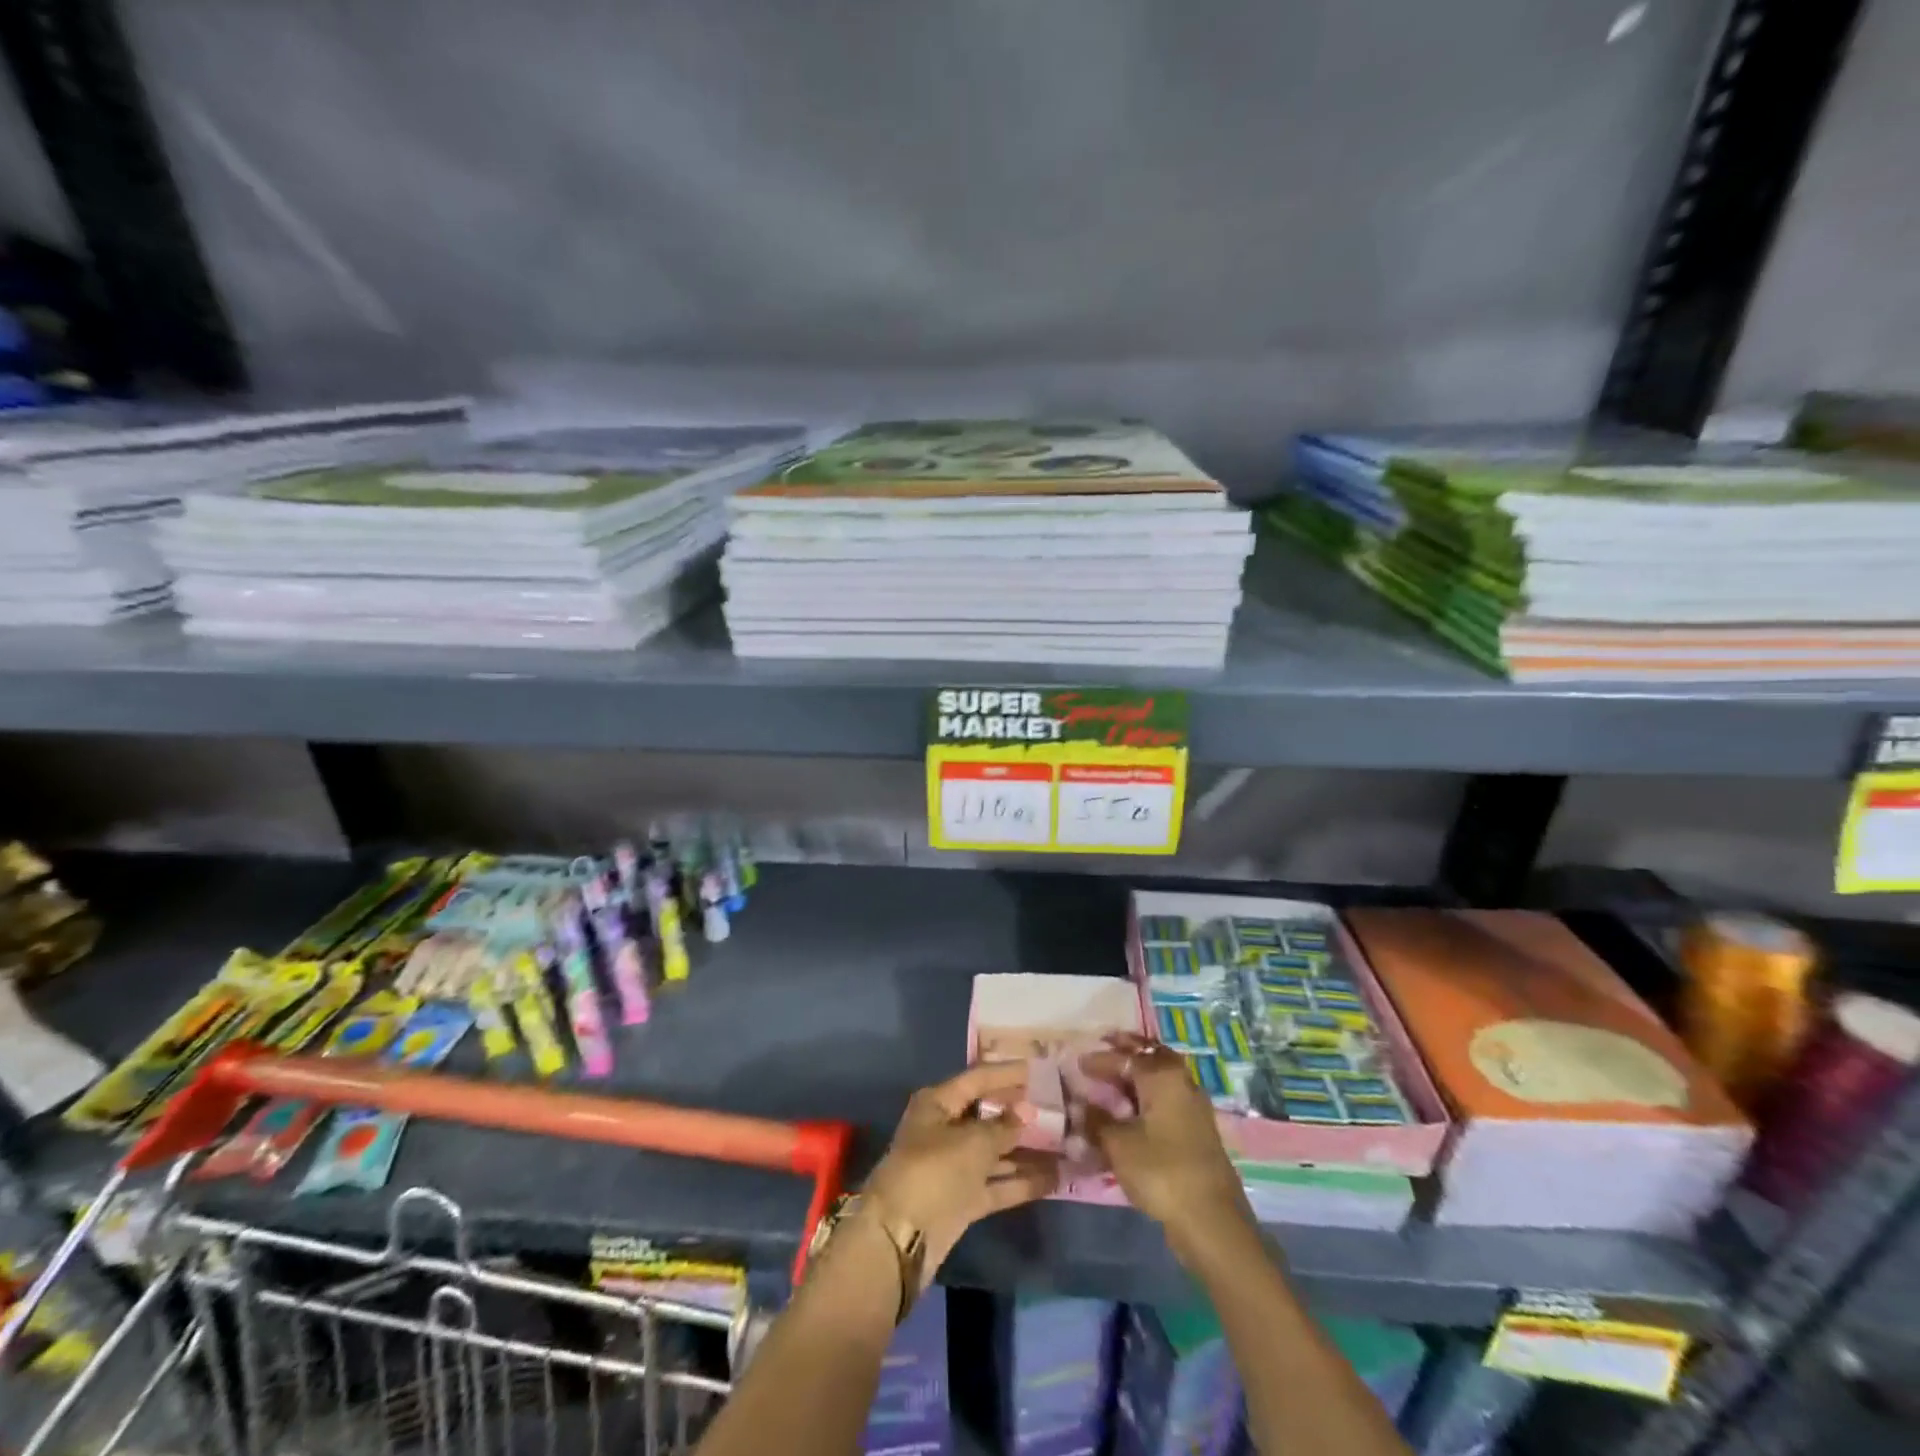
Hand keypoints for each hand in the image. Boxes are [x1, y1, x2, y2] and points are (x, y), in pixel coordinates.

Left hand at [864, 1062, 1058, 1286]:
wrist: (900, 1237)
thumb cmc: (934, 1170)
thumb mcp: (973, 1142)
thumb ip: (1003, 1127)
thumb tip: (1027, 1110)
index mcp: (938, 1103)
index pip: (978, 1078)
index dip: (1008, 1074)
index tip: (1039, 1069)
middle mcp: (945, 1130)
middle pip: (988, 1115)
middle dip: (1020, 1113)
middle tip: (1058, 1108)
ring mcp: (954, 1167)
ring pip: (995, 1152)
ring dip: (1026, 1150)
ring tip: (1065, 1143)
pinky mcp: (963, 1200)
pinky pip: (997, 1184)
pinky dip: (1021, 1181)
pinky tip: (1055, 1178)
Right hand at [1081, 1034, 1255, 1266]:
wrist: (1210, 1219)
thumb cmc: (1161, 1171)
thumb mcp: (1118, 1145)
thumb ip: (1097, 1120)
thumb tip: (1080, 1106)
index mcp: (1163, 1077)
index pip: (1125, 1058)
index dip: (1100, 1060)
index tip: (1078, 1061)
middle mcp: (1182, 1082)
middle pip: (1151, 1056)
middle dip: (1128, 1050)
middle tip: (1105, 1045)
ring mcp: (1194, 1106)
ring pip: (1162, 1076)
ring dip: (1140, 1071)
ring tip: (1116, 1074)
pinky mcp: (1198, 1129)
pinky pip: (1167, 1097)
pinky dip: (1149, 1093)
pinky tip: (1135, 1105)